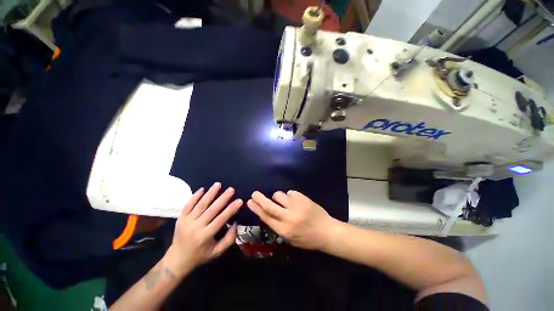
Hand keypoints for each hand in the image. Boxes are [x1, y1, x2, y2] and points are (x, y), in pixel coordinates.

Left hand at [166, 182, 241, 273]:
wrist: (177, 260)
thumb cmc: (200, 256)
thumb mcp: (216, 252)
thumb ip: (229, 239)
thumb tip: (236, 224)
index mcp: (205, 236)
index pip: (221, 219)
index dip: (231, 209)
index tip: (239, 200)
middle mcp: (196, 227)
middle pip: (211, 210)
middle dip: (222, 198)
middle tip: (231, 189)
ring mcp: (186, 221)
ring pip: (200, 205)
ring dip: (210, 193)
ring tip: (218, 184)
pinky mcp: (180, 218)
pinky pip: (188, 205)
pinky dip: (195, 196)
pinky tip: (202, 189)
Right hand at [247, 190, 337, 249]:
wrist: (326, 231)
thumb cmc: (307, 238)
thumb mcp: (290, 238)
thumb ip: (278, 226)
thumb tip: (267, 212)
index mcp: (284, 230)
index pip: (266, 217)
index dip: (256, 209)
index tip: (250, 202)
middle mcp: (288, 217)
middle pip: (269, 205)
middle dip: (259, 198)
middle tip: (254, 193)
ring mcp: (296, 206)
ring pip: (279, 195)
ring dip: (278, 197)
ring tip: (285, 201)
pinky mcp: (302, 198)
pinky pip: (290, 192)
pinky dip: (290, 196)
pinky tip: (296, 201)